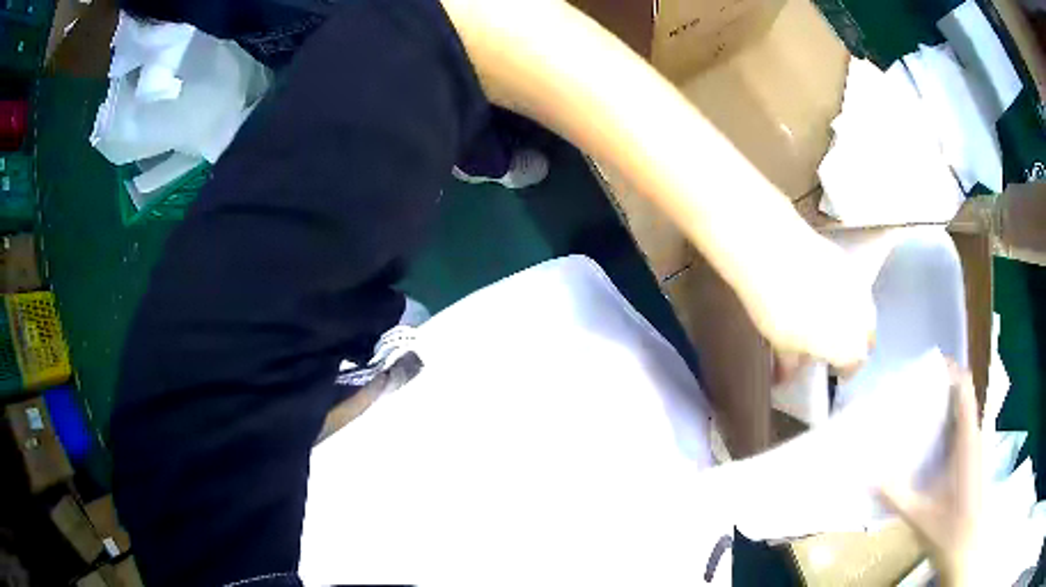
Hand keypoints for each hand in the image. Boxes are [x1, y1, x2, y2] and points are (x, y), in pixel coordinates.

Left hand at [744, 234, 875, 370]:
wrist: (773, 252)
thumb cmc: (779, 307)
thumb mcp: (780, 344)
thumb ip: (792, 362)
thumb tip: (788, 373)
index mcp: (850, 346)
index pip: (854, 364)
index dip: (844, 369)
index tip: (834, 371)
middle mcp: (863, 316)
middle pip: (865, 335)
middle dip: (852, 342)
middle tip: (834, 345)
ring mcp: (857, 284)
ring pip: (862, 308)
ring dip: (850, 317)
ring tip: (828, 319)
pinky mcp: (845, 259)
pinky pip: (851, 283)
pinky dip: (842, 292)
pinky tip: (824, 290)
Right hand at [879, 364, 982, 586]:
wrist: (965, 551)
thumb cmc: (948, 531)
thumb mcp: (919, 516)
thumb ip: (896, 495)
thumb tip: (867, 474)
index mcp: (967, 441)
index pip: (965, 390)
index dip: (952, 371)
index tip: (929, 366)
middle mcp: (974, 439)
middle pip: (963, 399)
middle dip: (943, 389)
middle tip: (915, 391)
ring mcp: (974, 452)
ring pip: (963, 416)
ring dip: (945, 409)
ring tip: (919, 413)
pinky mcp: (971, 464)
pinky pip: (962, 434)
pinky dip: (948, 428)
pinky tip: (929, 445)